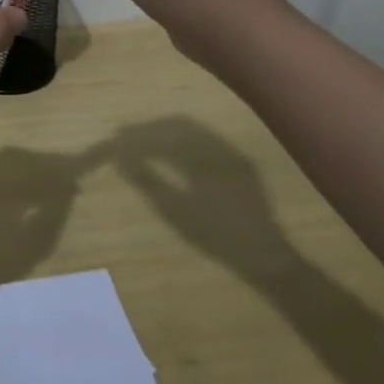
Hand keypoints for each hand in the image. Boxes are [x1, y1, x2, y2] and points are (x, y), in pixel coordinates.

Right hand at [112, 117, 289, 284]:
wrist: (267, 258)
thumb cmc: (217, 237)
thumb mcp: (175, 211)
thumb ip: (147, 181)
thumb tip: (120, 158)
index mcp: (203, 156)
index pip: (162, 135)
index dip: (137, 135)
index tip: (116, 138)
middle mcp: (219, 146)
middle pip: (178, 125)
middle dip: (150, 128)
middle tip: (126, 136)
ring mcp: (232, 153)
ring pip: (194, 130)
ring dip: (167, 131)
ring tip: (145, 141)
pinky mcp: (240, 163)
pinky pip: (207, 140)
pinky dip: (185, 140)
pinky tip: (174, 152)